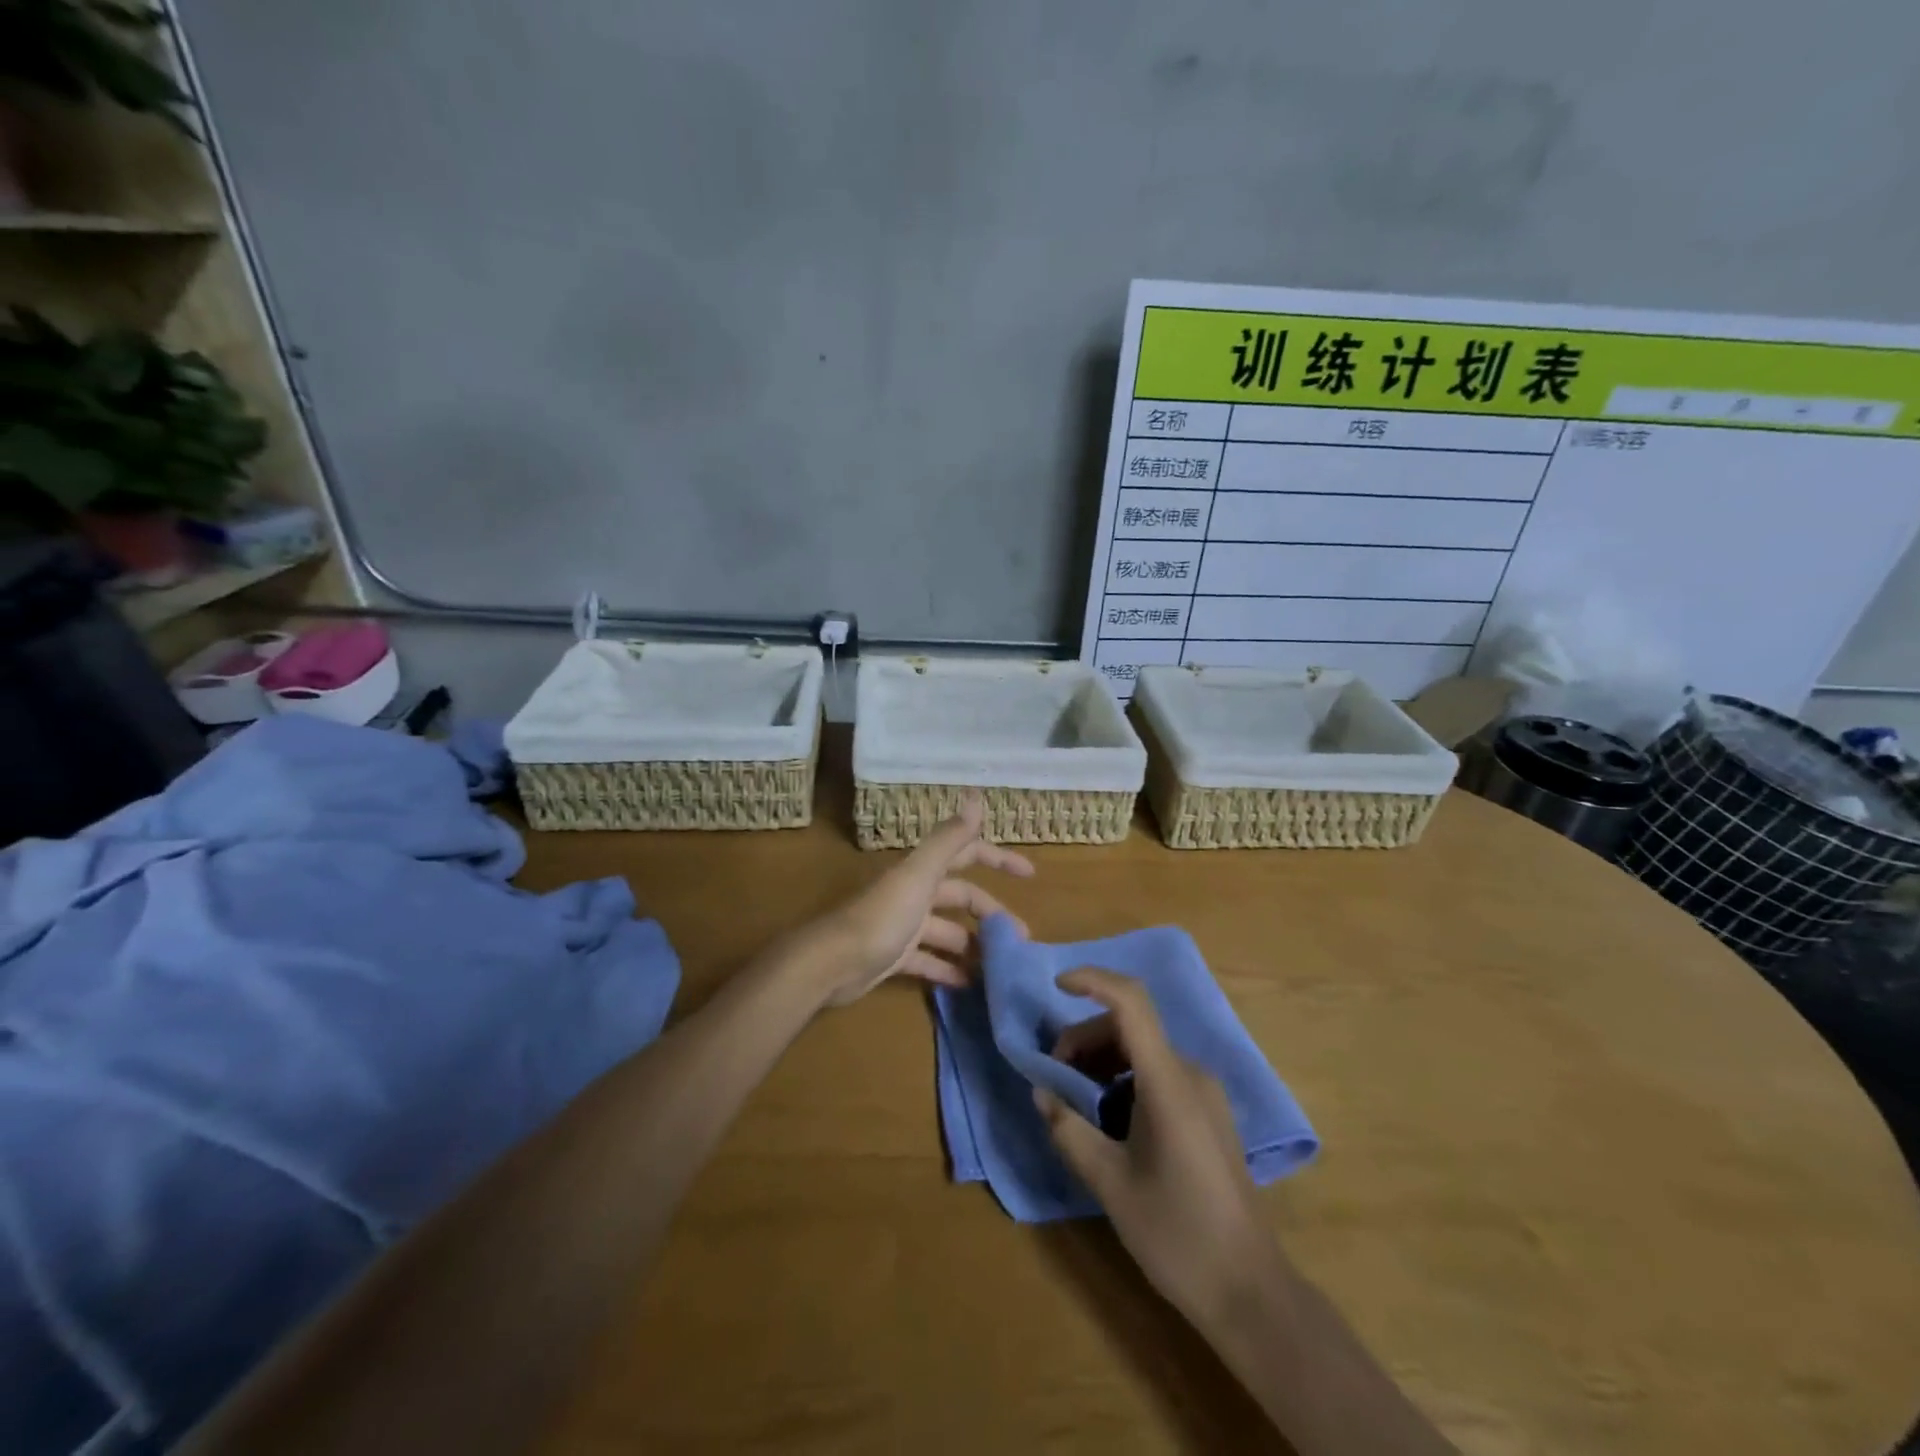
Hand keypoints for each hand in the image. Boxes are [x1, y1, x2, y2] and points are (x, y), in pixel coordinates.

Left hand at [811, 795, 1034, 1006]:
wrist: (832, 963)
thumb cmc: (881, 917)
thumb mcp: (920, 875)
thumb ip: (949, 839)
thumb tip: (976, 796)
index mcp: (922, 871)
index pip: (967, 854)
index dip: (997, 859)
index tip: (1030, 874)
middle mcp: (915, 893)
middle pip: (961, 898)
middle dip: (991, 914)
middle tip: (1021, 939)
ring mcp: (904, 926)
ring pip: (948, 932)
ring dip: (974, 945)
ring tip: (1001, 967)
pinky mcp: (894, 957)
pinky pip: (929, 961)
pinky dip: (949, 970)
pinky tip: (969, 985)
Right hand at [1034, 968, 1280, 1329]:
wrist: (1250, 1293)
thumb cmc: (1177, 1236)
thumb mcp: (1110, 1184)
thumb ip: (1069, 1130)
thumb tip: (1041, 1092)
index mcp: (1169, 1082)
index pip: (1131, 1003)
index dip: (1093, 980)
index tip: (1056, 985)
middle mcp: (1191, 1074)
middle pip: (1130, 1026)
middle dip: (1084, 1038)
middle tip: (1054, 1079)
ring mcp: (1204, 1093)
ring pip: (1143, 1050)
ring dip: (1102, 1060)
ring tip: (1076, 1102)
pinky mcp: (1208, 1113)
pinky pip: (1158, 1073)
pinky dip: (1124, 1078)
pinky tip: (1108, 1119)